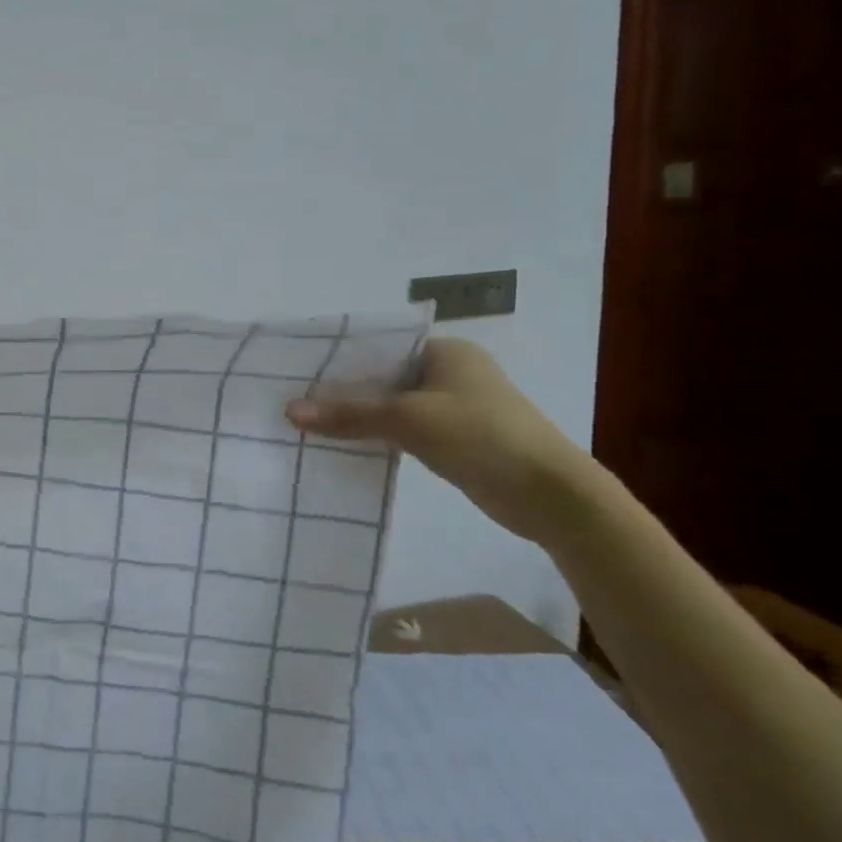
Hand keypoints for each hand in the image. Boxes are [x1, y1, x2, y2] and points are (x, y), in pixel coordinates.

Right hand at [284, 337, 590, 545]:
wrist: (552, 495)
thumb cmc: (482, 437)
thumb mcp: (408, 421)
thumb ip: (349, 415)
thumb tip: (289, 411)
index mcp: (446, 351)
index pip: (380, 346)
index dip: (340, 358)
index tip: (300, 371)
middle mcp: (451, 371)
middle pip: (384, 376)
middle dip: (345, 390)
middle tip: (297, 398)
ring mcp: (457, 406)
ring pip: (393, 404)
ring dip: (361, 415)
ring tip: (311, 422)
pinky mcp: (458, 438)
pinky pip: (406, 429)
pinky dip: (380, 435)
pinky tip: (347, 444)